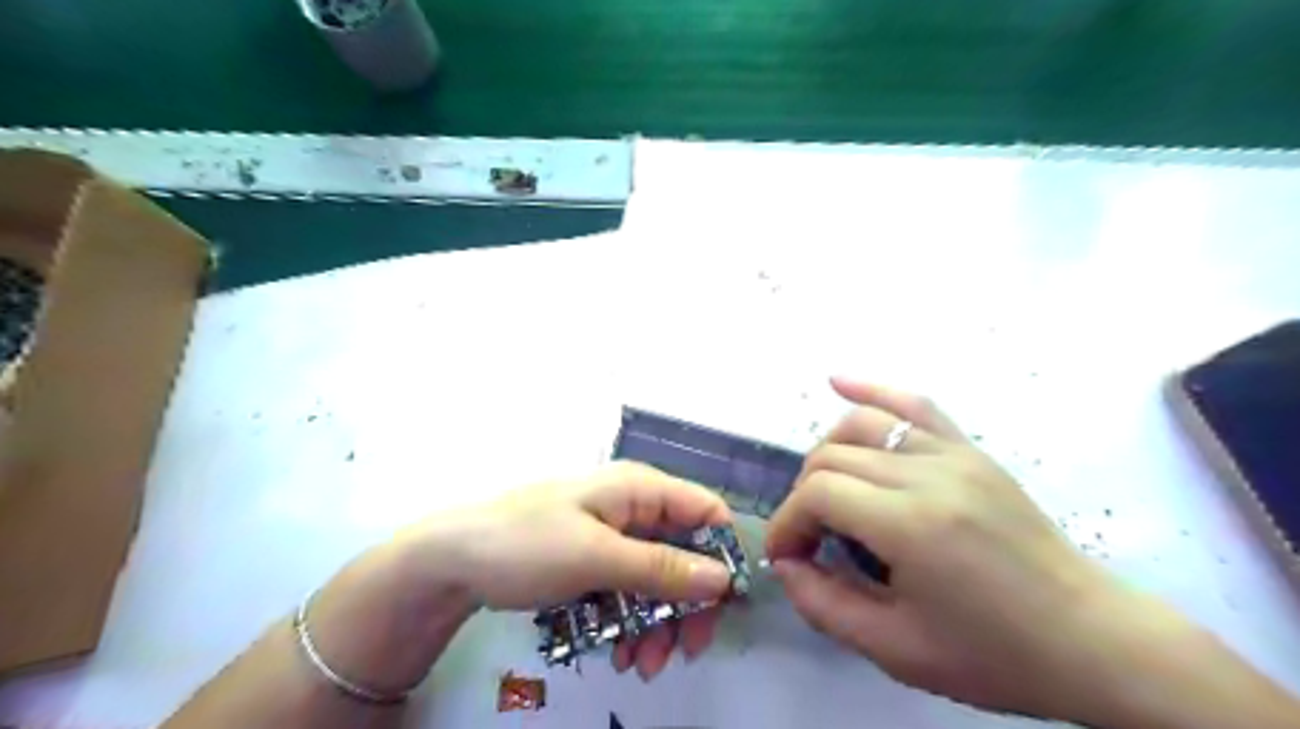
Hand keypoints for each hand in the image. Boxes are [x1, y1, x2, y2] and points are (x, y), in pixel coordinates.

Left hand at [420, 464, 739, 679]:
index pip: (705, 510)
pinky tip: (620, 654)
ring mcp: (612, 536)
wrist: (450, 563)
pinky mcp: (594, 561)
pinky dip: (631, 623)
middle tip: (684, 653)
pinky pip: (629, 591)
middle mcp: (632, 508)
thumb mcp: (597, 557)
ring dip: (658, 624)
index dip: (721, 555)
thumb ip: (661, 567)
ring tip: (642, 667)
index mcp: (638, 489)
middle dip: (686, 605)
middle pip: (684, 553)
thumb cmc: (526, 545)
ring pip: (657, 579)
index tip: (723, 607)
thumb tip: (723, 579)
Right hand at [765, 380, 1150, 720]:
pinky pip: (914, 404)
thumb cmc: (993, 655)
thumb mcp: (896, 651)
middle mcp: (929, 474)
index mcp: (911, 525)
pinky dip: (872, 390)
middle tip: (806, 537)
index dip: (787, 523)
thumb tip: (786, 564)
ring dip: (826, 452)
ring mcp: (954, 453)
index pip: (818, 494)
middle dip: (802, 495)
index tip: (785, 557)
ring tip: (823, 490)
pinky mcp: (970, 449)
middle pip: (832, 456)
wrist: (1091, 640)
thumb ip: (823, 605)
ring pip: (861, 424)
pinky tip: (838, 381)